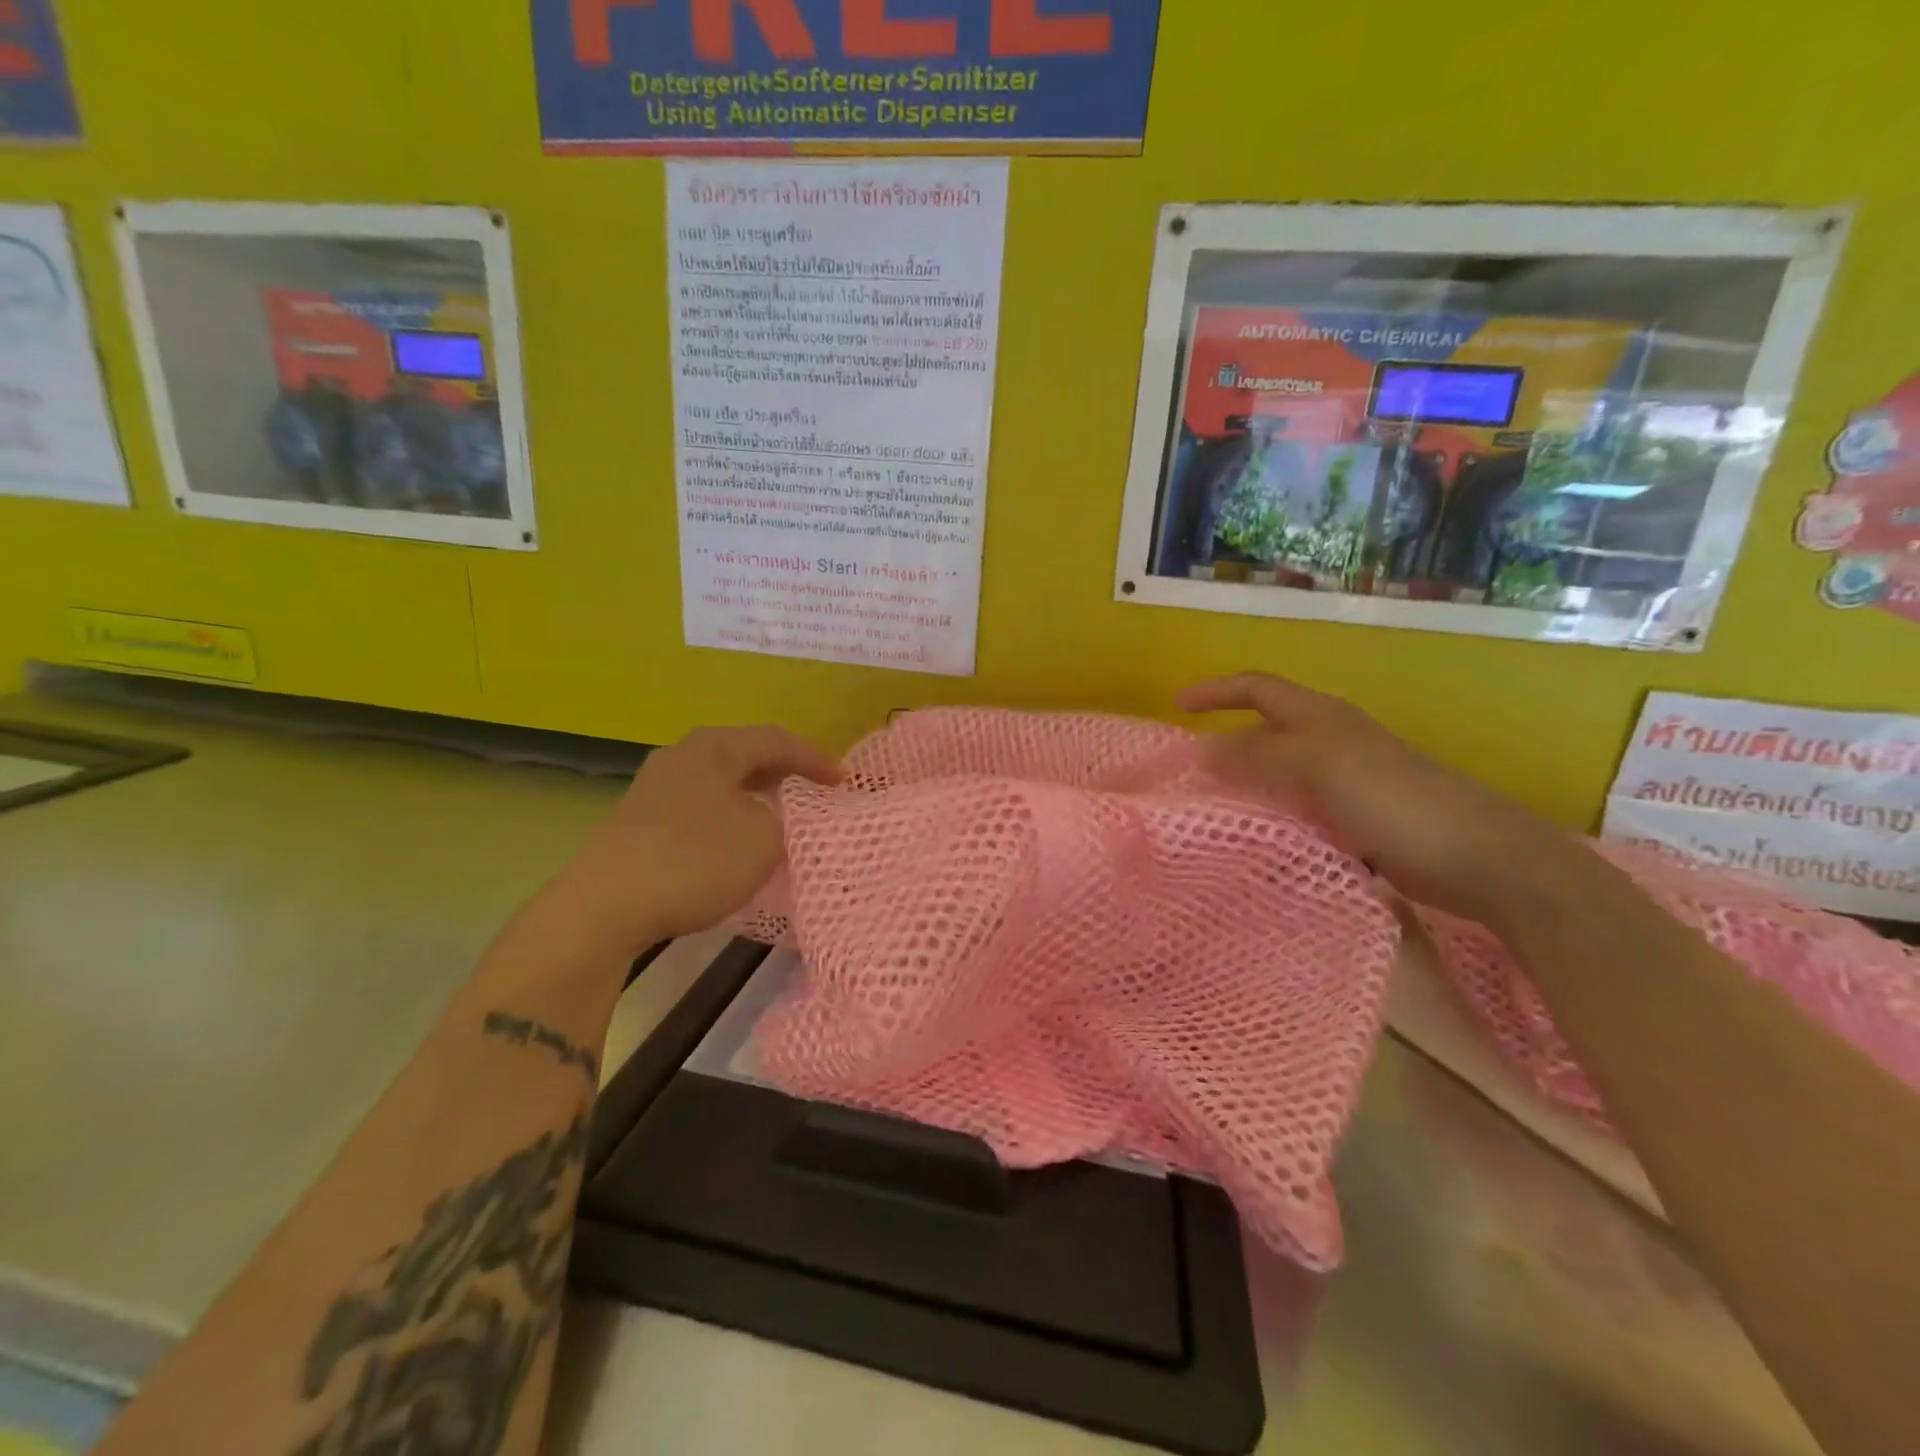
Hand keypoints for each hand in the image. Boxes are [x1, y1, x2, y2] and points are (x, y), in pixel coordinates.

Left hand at [553, 725, 841, 950]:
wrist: (604, 907)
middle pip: (745, 754)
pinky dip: (729, 816)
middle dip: (784, 772)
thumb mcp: (763, 840)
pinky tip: (736, 843)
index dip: (815, 758)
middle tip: (814, 792)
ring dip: (754, 796)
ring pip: (720, 781)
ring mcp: (655, 788)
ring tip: (780, 816)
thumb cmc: (695, 861)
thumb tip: (785, 817)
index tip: (844, 782)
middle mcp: (682, 756)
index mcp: (715, 747)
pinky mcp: (639, 821)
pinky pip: (700, 806)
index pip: (777, 739)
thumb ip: (788, 821)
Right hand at [1178, 672, 1583, 926]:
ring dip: (1244, 786)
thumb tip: (1202, 752)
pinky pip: (1296, 811)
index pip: (1256, 688)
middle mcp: (1330, 742)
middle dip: (1224, 743)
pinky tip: (1256, 842)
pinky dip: (1271, 819)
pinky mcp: (1354, 821)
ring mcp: (1343, 783)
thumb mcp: (1319, 765)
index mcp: (1321, 717)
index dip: (1215, 692)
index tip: (1176, 709)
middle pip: (1264, 731)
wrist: (1480, 857)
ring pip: (1277, 775)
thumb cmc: (1396, 799)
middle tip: (1186, 774)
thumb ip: (1258, 755)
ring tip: (1210, 811)